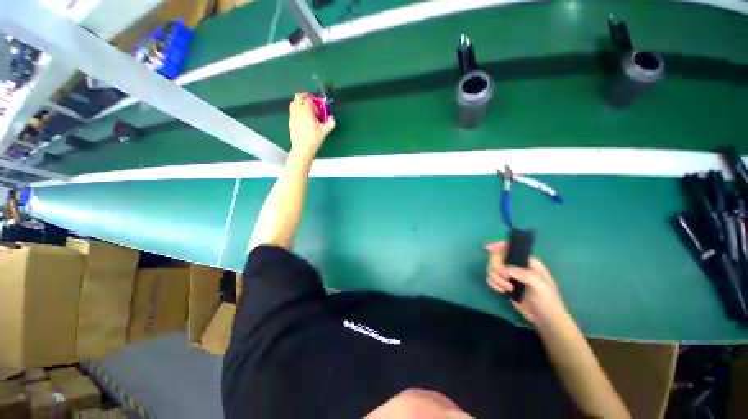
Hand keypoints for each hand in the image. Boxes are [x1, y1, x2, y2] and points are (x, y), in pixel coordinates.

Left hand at [288, 93, 335, 157]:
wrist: (303, 148)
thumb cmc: (314, 138)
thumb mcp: (325, 130)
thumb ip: (330, 122)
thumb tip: (332, 118)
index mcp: (306, 110)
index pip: (309, 99)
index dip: (314, 101)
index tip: (318, 107)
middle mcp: (297, 110)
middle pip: (298, 97)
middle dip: (305, 97)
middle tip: (311, 101)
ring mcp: (292, 115)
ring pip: (294, 103)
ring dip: (300, 102)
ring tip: (306, 108)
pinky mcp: (290, 121)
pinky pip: (292, 111)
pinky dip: (297, 110)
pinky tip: (302, 117)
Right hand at [485, 242, 568, 328]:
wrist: (546, 320)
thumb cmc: (548, 300)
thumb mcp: (540, 285)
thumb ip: (524, 274)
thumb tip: (505, 269)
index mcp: (527, 261)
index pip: (510, 248)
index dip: (498, 245)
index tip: (487, 248)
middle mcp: (515, 265)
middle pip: (496, 258)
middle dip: (497, 268)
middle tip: (505, 278)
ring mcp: (508, 275)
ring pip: (491, 269)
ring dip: (495, 278)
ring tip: (507, 289)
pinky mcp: (503, 285)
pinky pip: (490, 279)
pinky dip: (492, 284)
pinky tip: (501, 291)